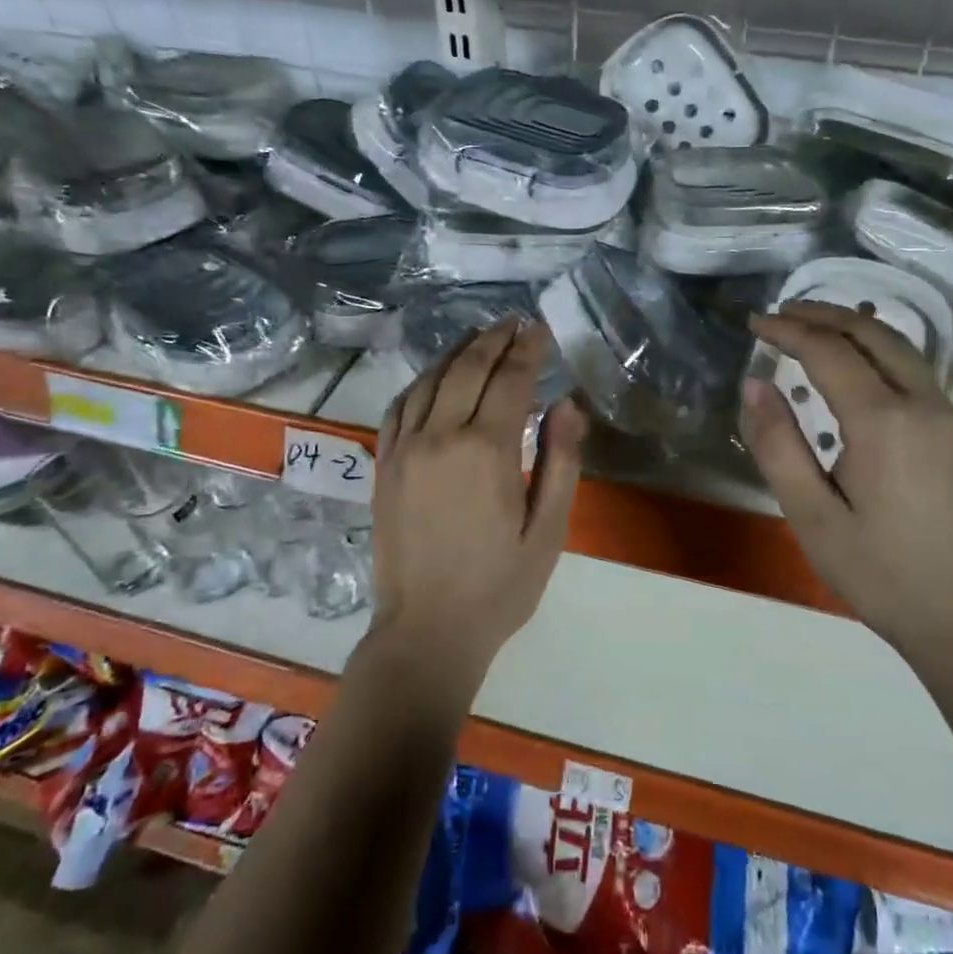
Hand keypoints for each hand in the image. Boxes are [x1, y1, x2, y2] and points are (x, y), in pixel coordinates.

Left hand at [370, 318, 587, 687]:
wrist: (427, 631)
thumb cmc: (499, 585)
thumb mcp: (548, 530)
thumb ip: (560, 460)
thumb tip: (568, 403)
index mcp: (485, 450)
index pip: (509, 379)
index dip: (528, 349)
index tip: (541, 330)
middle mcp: (439, 436)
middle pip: (467, 368)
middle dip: (494, 339)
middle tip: (514, 322)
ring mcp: (404, 449)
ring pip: (430, 380)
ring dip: (457, 352)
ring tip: (480, 337)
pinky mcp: (384, 465)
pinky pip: (399, 406)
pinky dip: (421, 381)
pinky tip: (435, 376)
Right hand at [740, 303, 952, 663]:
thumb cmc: (879, 573)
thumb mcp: (812, 516)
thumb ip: (778, 445)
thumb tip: (754, 385)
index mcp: (884, 422)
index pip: (829, 352)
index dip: (788, 332)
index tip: (754, 325)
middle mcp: (923, 404)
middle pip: (871, 333)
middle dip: (822, 315)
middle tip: (779, 314)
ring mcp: (947, 415)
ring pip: (897, 346)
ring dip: (851, 326)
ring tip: (809, 325)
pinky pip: (912, 368)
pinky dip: (874, 348)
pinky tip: (852, 361)